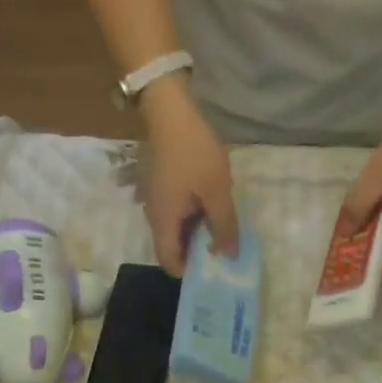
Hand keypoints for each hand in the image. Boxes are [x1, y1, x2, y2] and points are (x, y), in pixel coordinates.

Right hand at [140, 76, 238, 274]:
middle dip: (196, 252)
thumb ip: (224, 226)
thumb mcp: (217, 192)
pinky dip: (191, 216)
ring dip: (196, 232)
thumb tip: (228, 257)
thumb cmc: (194, 153)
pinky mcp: (159, 185)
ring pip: (174, 228)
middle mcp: (153, 215)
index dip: (189, 271)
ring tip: (222, 227)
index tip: (213, 268)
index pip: (169, 262)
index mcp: (163, 222)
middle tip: (224, 249)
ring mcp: (153, 198)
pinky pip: (174, 211)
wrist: (170, 111)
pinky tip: (210, 205)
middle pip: (171, 246)